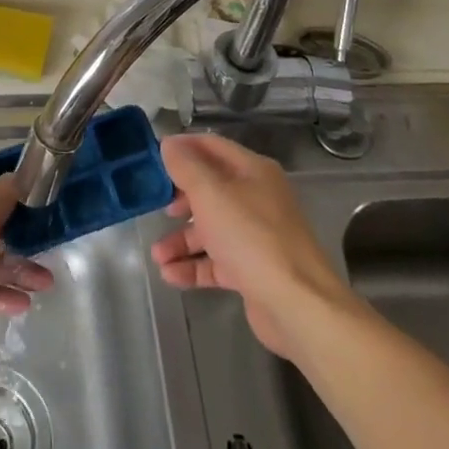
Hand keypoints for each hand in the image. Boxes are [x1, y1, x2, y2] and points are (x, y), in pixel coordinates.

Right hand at [149, 132, 347, 358]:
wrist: (297, 304)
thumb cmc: (251, 237)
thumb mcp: (211, 194)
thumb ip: (186, 167)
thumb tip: (169, 143)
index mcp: (253, 171)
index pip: (211, 146)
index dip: (181, 148)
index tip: (151, 157)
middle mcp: (256, 198)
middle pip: (209, 189)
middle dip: (178, 199)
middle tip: (154, 206)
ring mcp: (255, 235)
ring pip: (210, 229)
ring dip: (181, 240)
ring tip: (157, 256)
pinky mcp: (251, 269)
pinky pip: (216, 261)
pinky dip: (193, 266)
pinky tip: (170, 275)